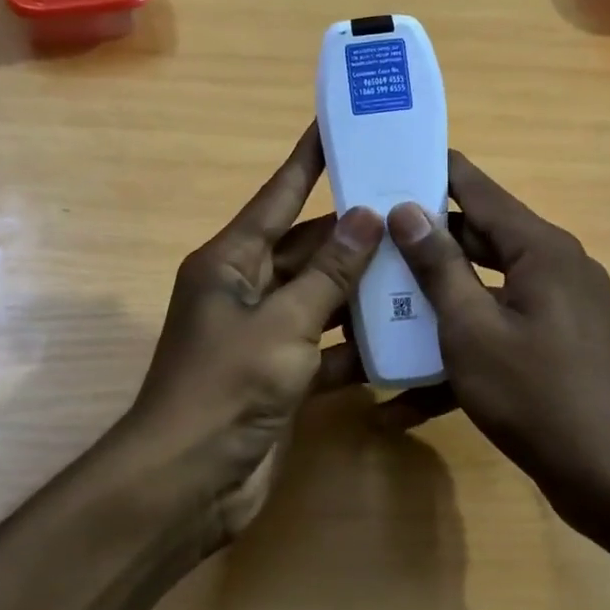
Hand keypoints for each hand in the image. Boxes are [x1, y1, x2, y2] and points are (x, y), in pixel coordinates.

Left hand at [126, 124, 383, 545]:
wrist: (190, 482)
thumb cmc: (227, 386)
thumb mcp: (283, 322)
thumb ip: (329, 273)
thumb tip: (367, 217)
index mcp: (231, 261)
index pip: (278, 197)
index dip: (307, 161)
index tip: (336, 127)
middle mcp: (246, 288)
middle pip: (308, 248)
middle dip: (354, 231)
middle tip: (409, 206)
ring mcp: (264, 334)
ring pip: (322, 297)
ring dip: (362, 287)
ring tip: (420, 261)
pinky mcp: (281, 375)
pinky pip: (326, 345)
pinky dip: (357, 342)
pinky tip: (404, 333)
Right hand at [382, 152, 609, 523]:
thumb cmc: (537, 394)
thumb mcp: (472, 328)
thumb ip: (438, 266)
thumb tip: (407, 210)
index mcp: (538, 248)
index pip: (477, 188)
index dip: (432, 171)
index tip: (387, 162)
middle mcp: (552, 267)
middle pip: (477, 239)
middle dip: (422, 244)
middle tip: (366, 239)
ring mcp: (556, 309)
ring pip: (482, 289)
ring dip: (434, 303)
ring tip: (375, 307)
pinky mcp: (553, 348)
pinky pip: (498, 332)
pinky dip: (461, 352)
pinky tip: (406, 399)